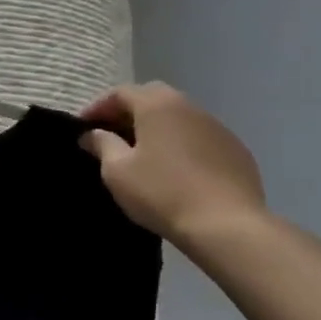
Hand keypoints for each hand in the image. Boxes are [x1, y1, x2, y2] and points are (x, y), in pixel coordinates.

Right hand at [79, 83, 266, 241]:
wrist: (227, 226)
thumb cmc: (162, 193)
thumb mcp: (118, 171)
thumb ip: (102, 145)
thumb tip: (92, 133)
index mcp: (157, 105)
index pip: (120, 93)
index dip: (97, 107)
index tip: (83, 128)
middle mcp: (189, 106)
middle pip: (152, 97)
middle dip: (129, 112)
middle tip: (113, 134)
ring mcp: (218, 127)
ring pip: (179, 117)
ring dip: (158, 127)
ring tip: (144, 152)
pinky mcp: (237, 150)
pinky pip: (200, 137)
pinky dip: (183, 144)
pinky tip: (177, 169)